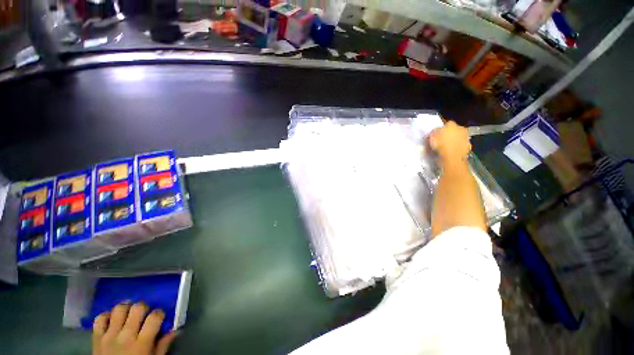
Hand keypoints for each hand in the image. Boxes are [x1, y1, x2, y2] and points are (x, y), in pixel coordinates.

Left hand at [92, 302, 177, 354]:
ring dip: (126, 308)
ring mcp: (109, 336)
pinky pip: (99, 319)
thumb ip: (163, 345)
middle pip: (137, 308)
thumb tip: (176, 330)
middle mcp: (125, 337)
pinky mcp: (96, 338)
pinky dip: (107, 315)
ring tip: (129, 313)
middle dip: (144, 307)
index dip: (160, 313)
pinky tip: (113, 319)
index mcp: (142, 343)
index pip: (155, 317)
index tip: (160, 317)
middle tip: (145, 313)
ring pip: (119, 309)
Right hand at [429, 121, 471, 163]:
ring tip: (447, 147)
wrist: (452, 157)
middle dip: (450, 134)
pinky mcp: (468, 146)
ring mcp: (466, 137)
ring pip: (458, 137)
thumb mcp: (431, 137)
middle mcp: (460, 128)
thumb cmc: (440, 145)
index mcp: (451, 124)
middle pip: (454, 130)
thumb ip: (434, 132)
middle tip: (442, 140)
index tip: (437, 135)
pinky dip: (457, 147)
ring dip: (454, 140)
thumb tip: (435, 131)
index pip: (446, 124)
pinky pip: (461, 145)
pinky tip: (452, 151)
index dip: (441, 129)